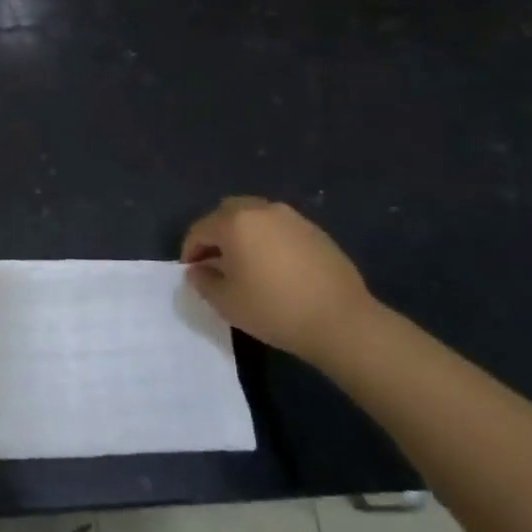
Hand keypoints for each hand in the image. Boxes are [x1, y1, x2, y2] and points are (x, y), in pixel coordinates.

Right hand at [181, 196, 375, 361]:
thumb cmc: (274, 309)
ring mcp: (292, 218)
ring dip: (242, 234)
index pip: (200, 229)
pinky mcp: (315, 231)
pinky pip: (279, 228)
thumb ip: (203, 282)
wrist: (341, 321)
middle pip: (226, 213)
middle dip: (215, 234)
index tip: (191, 272)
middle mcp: (261, 210)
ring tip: (245, 263)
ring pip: (255, 217)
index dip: (190, 250)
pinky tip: (274, 267)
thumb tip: (198, 270)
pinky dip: (267, 240)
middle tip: (214, 262)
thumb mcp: (226, 302)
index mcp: (235, 222)